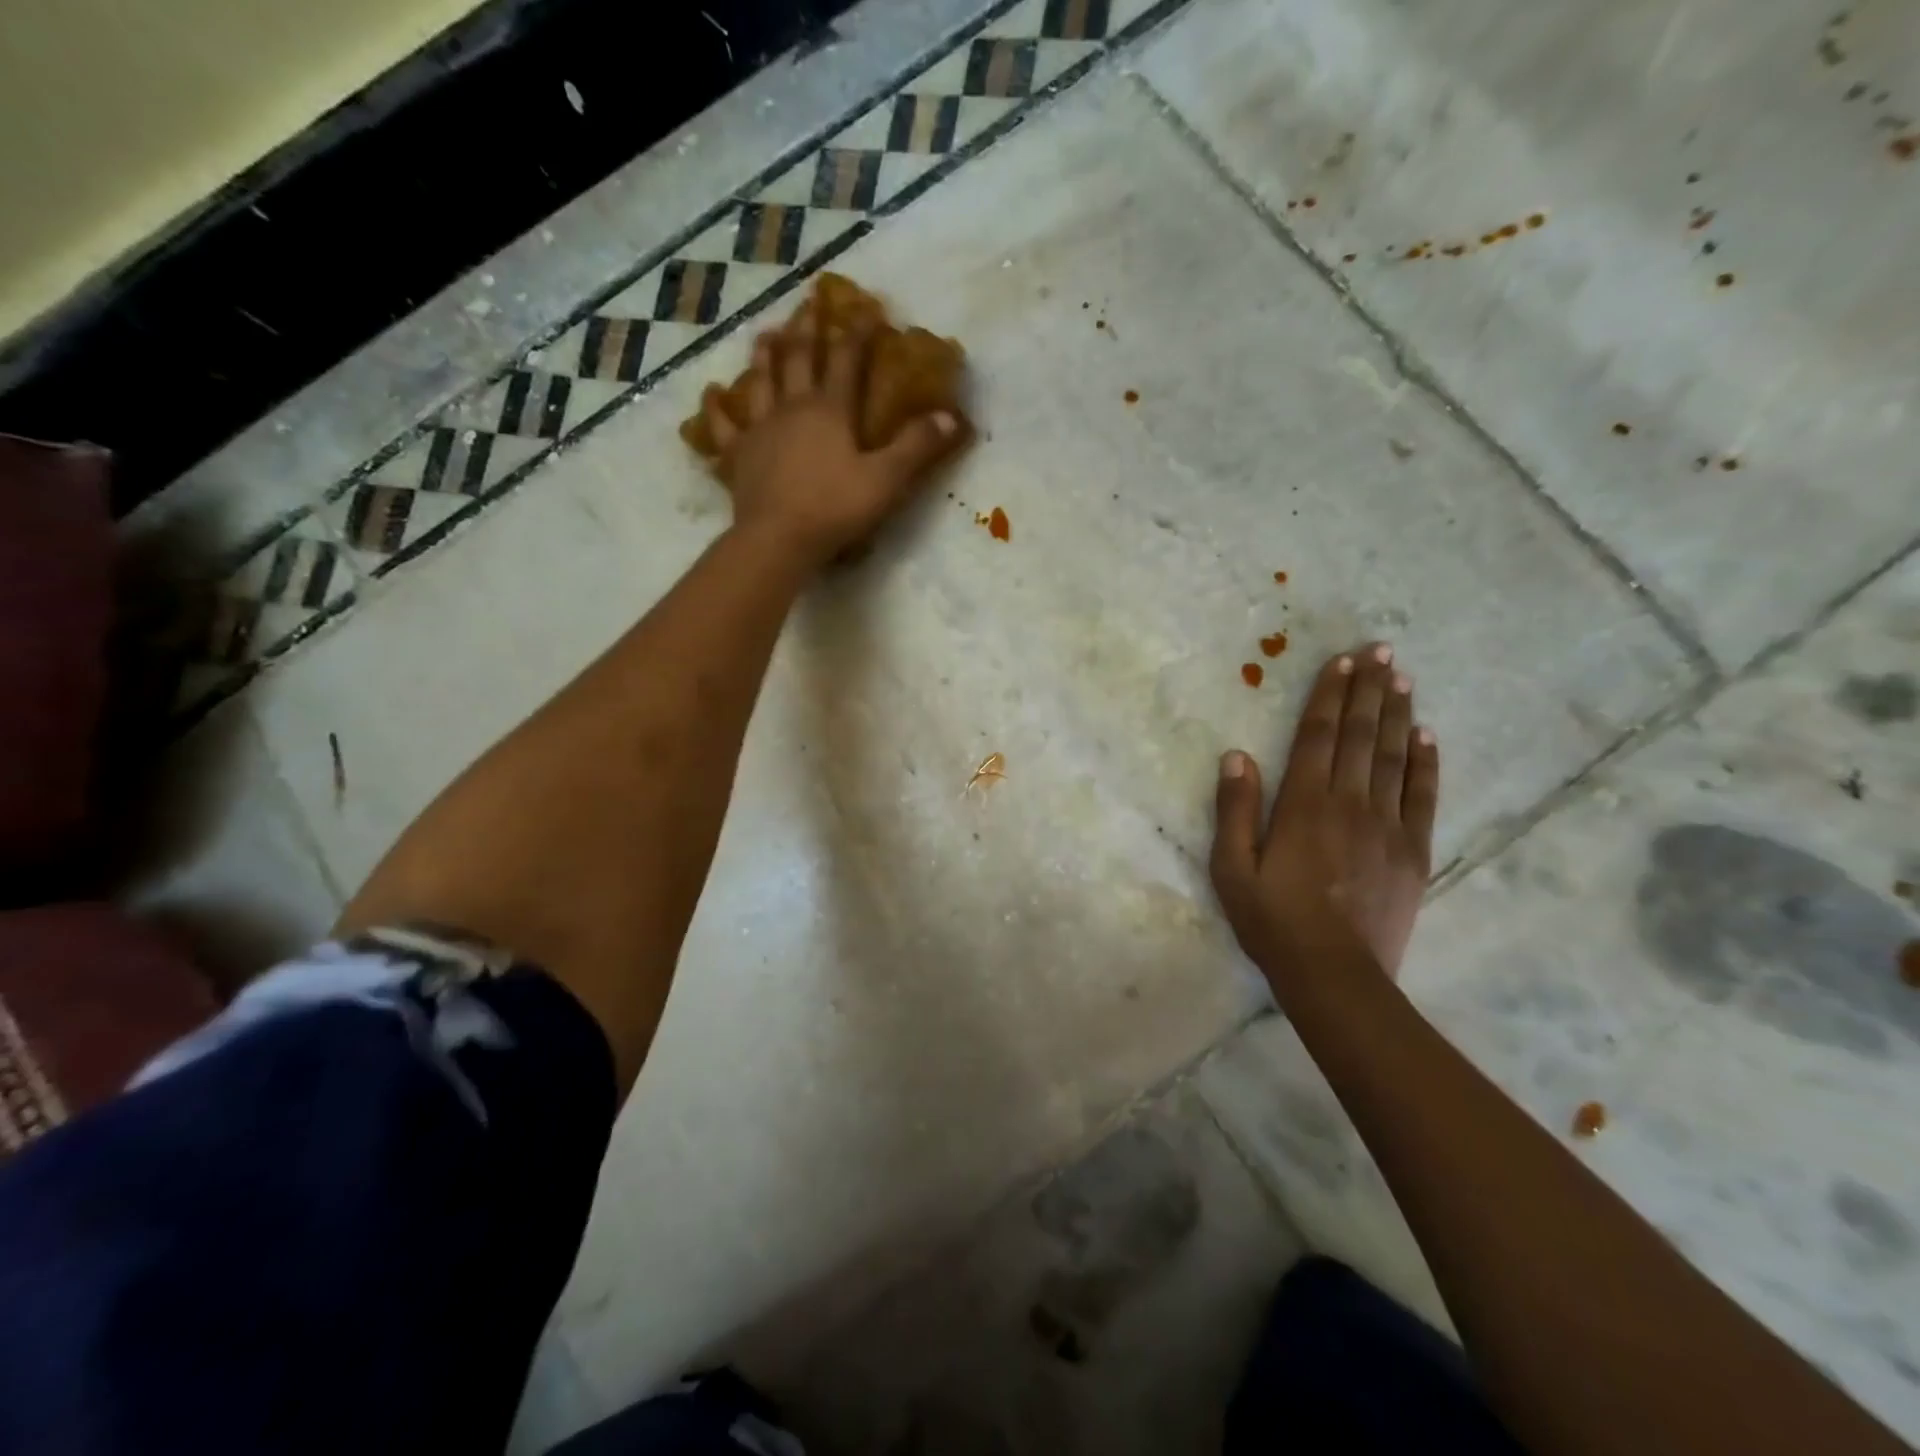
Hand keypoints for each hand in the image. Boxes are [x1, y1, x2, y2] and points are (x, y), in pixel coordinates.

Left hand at [700, 308, 963, 567]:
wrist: (778, 539)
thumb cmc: (835, 508)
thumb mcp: (886, 480)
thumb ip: (917, 447)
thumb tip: (950, 416)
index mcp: (830, 410)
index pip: (847, 360)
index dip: (857, 332)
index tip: (866, 308)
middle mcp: (792, 408)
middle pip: (799, 358)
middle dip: (807, 328)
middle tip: (808, 303)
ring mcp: (760, 429)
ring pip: (761, 382)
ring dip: (764, 355)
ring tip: (766, 333)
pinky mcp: (738, 456)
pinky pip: (724, 426)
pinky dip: (716, 408)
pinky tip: (711, 393)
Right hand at [1210, 644, 1439, 990]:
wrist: (1335, 976)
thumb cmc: (1273, 921)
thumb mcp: (1231, 868)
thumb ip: (1235, 809)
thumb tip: (1237, 755)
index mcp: (1303, 805)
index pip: (1318, 736)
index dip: (1329, 696)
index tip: (1341, 661)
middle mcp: (1349, 804)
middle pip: (1359, 736)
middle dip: (1369, 691)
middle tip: (1381, 652)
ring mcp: (1387, 826)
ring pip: (1393, 757)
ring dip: (1396, 715)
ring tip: (1402, 679)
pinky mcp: (1413, 851)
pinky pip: (1422, 796)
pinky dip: (1425, 763)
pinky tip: (1425, 736)